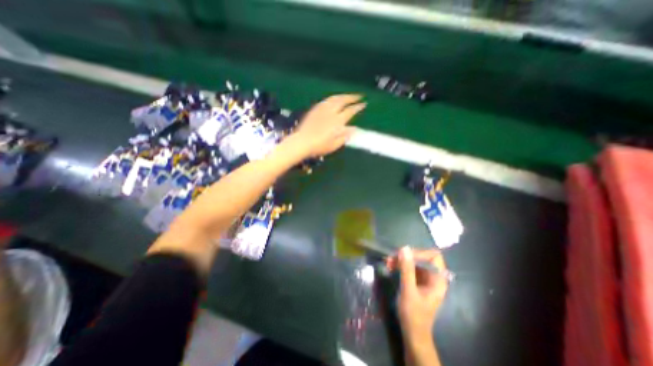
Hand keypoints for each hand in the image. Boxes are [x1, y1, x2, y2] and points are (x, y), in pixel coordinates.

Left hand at [288, 93, 364, 156]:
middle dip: (352, 97)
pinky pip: (325, 100)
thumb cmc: (319, 146)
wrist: (302, 142)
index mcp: (337, 121)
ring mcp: (322, 109)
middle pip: (343, 100)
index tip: (364, 104)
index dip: (358, 107)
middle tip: (359, 96)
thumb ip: (345, 136)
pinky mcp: (315, 109)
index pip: (350, 111)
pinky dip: (333, 98)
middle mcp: (331, 112)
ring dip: (343, 95)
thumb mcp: (334, 145)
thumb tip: (354, 129)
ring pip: (334, 98)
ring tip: (348, 96)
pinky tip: (334, 99)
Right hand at [387, 247, 449, 344]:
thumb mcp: (408, 291)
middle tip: (392, 257)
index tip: (405, 255)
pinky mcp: (417, 282)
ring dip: (401, 260)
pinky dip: (400, 266)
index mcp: (438, 279)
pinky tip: (390, 266)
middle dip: (407, 256)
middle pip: (422, 257)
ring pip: (414, 262)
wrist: (413, 334)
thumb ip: (407, 269)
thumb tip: (404, 248)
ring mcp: (425, 279)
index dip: (420, 253)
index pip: (434, 256)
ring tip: (388, 261)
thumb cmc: (414, 315)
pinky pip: (410, 268)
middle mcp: (433, 277)